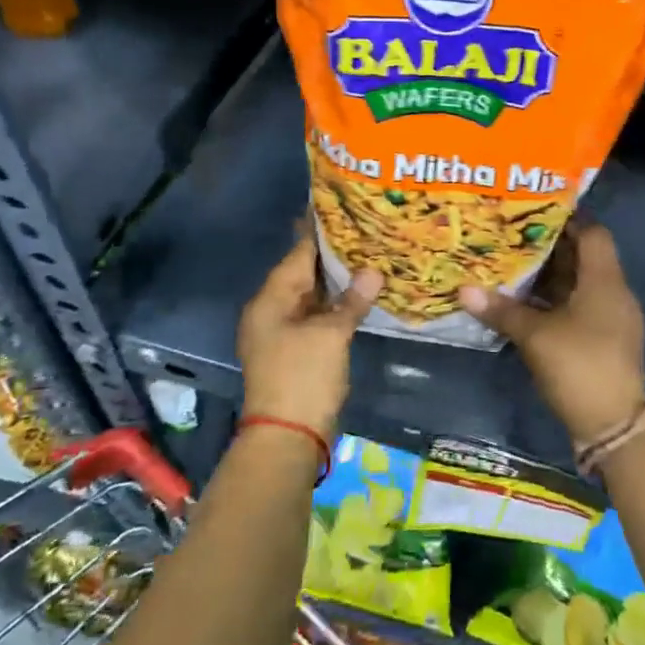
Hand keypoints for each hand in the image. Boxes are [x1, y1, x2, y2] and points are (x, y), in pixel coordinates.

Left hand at [237, 234, 381, 436]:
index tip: (338, 207)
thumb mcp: (330, 335)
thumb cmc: (303, 377)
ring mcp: (282, 333)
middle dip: (331, 255)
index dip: (318, 232)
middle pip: (302, 274)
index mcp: (270, 301)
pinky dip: (334, 305)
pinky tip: (358, 294)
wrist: (287, 437)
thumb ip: (352, 301)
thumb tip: (373, 272)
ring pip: (311, 297)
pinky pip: (316, 317)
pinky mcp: (296, 351)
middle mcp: (271, 311)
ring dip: (335, 281)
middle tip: (361, 228)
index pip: (297, 255)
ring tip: (366, 254)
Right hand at [460, 220, 644, 444]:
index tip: (534, 213)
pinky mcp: (605, 341)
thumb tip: (464, 290)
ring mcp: (612, 319)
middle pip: (584, 258)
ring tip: (514, 266)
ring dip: (551, 276)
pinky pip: (580, 307)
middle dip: (550, 248)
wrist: (613, 426)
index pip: (593, 233)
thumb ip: (501, 310)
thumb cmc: (578, 365)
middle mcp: (614, 293)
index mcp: (605, 280)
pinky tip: (527, 304)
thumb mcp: (535, 335)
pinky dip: (556, 301)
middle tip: (513, 238)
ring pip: (580, 284)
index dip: (567, 219)